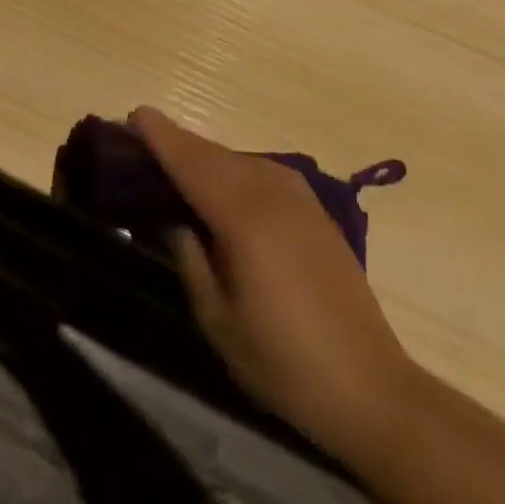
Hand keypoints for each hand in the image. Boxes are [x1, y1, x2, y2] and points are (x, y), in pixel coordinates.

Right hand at [131, 106, 420, 460]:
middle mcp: (271, 193)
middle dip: (177, 142)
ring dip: (204, 155)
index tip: (133, 114)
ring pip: (238, 160)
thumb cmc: (283, 361)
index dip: (161, 136)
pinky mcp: (315, 211)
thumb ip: (188, 256)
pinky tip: (221, 184)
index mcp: (244, 216)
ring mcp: (299, 198)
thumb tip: (170, 216)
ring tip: (174, 162)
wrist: (371, 389)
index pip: (191, 162)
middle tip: (142, 140)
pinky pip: (261, 172)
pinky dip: (232, 168)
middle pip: (213, 154)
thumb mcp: (217, 318)